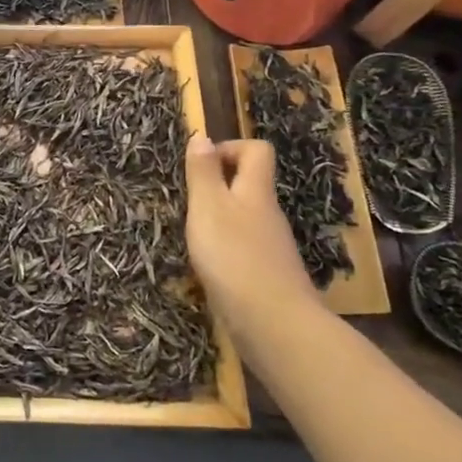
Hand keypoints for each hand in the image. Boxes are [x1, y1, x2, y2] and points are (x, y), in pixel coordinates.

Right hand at [185, 135, 317, 332]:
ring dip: (218, 221)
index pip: (256, 150)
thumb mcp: (208, 207)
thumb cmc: (234, 256)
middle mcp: (268, 214)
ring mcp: (270, 247)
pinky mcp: (266, 277)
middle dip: (217, 187)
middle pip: (249, 185)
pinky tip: (206, 268)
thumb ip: (203, 172)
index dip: (230, 148)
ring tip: (191, 237)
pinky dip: (224, 251)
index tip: (200, 165)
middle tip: (187, 202)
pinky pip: (243, 250)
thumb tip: (202, 136)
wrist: (274, 325)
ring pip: (244, 219)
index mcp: (256, 191)